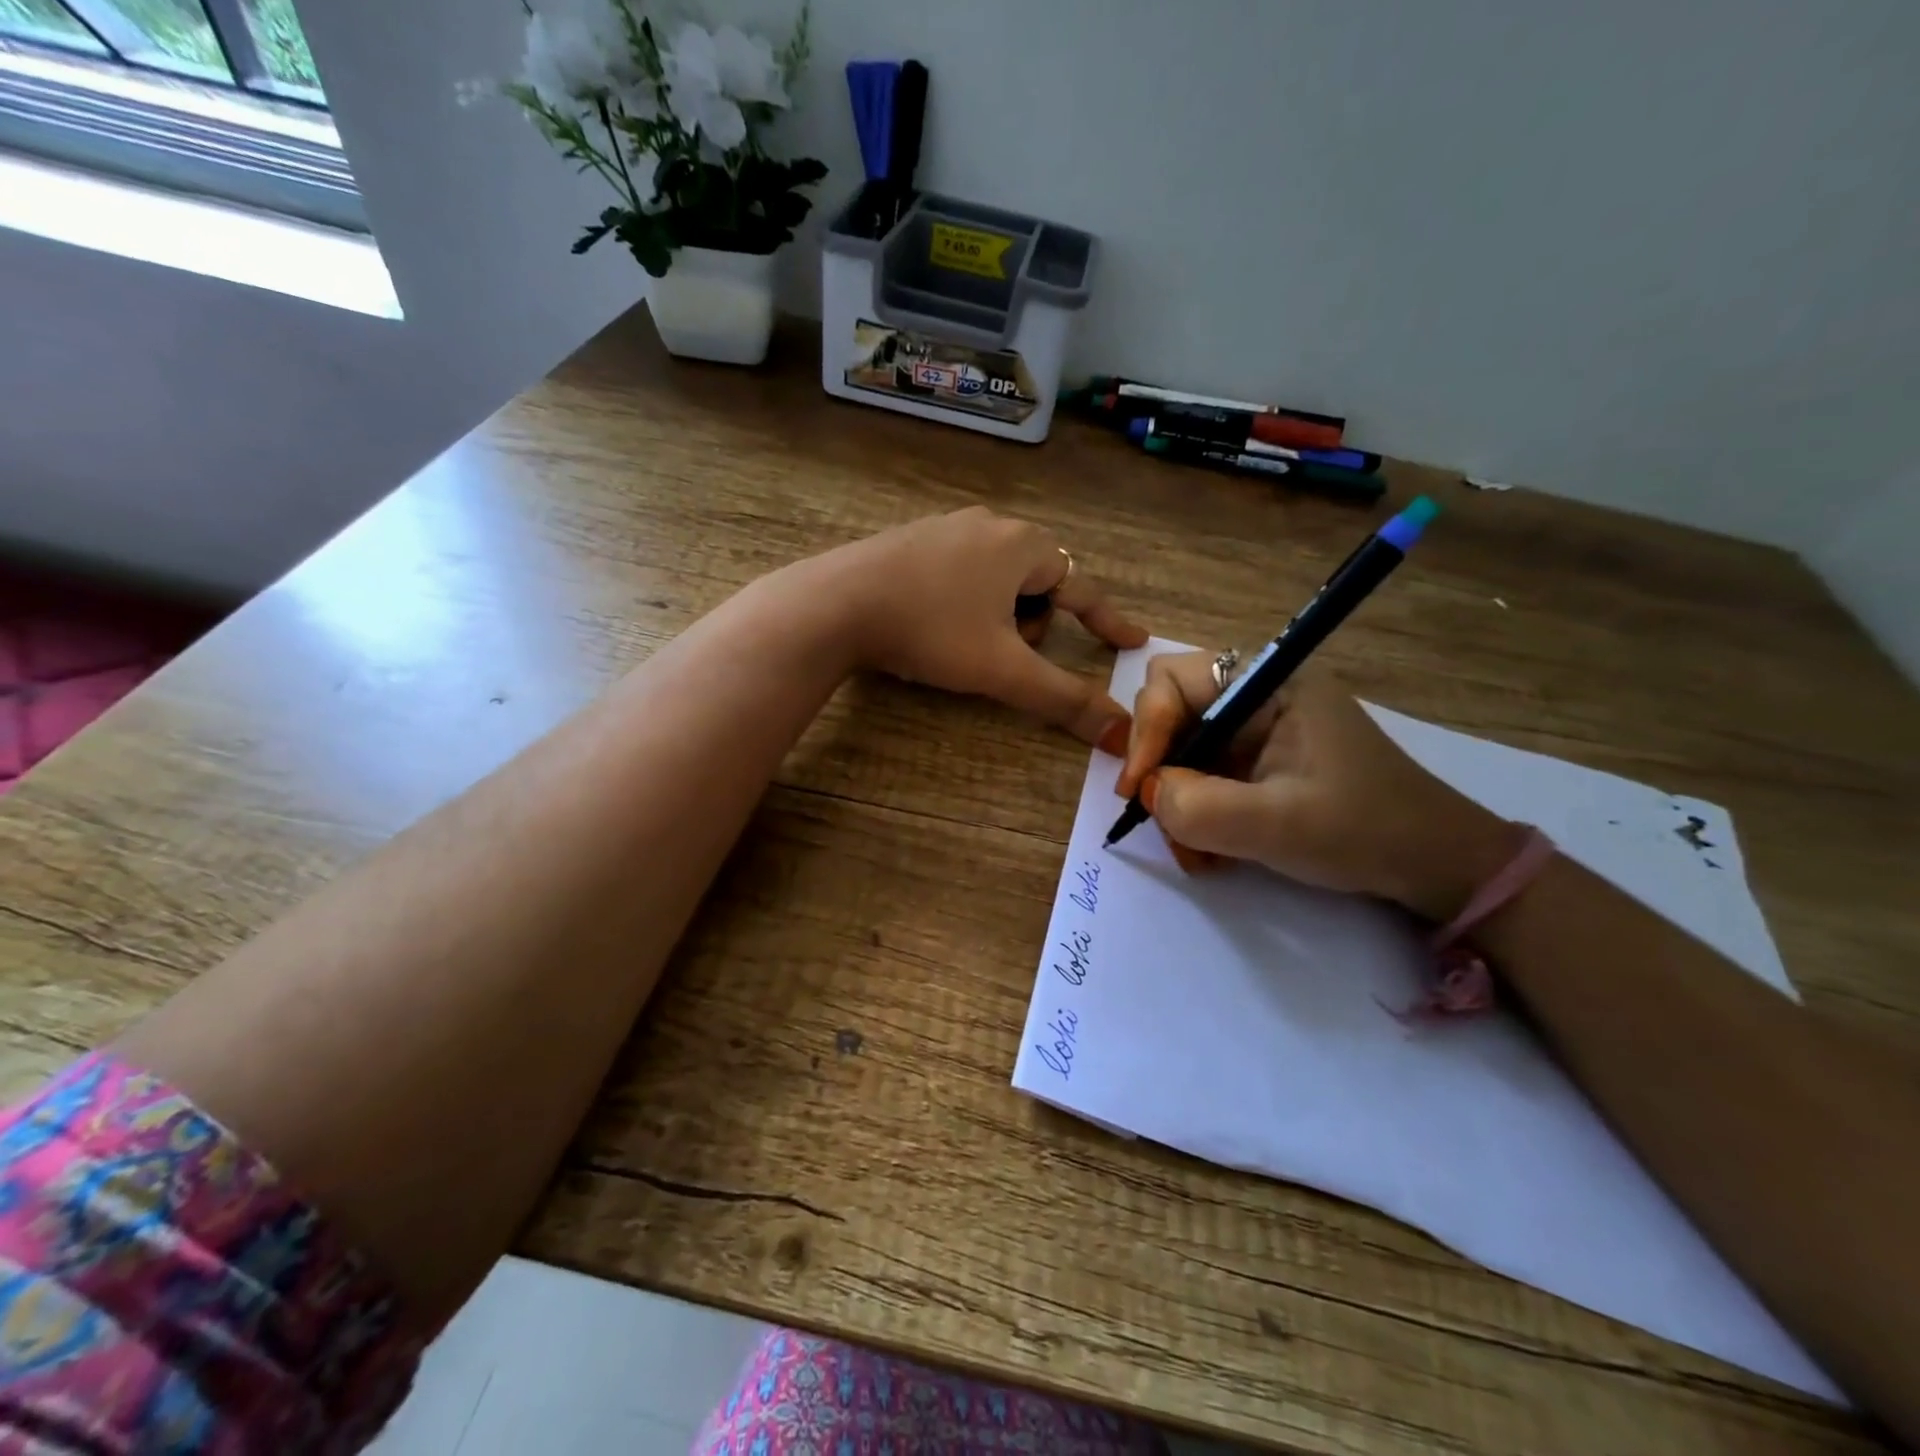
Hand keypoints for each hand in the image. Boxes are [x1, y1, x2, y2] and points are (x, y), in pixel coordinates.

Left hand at [809, 508, 1149, 745]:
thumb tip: (1121, 734)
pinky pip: (960, 572)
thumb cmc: (930, 630)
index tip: (1133, 641)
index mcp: (1022, 546)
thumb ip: (1063, 700)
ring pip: (998, 578)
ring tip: (962, 642)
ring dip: (998, 615)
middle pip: (1038, 583)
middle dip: (1032, 624)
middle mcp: (989, 524)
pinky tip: (933, 622)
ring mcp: (945, 527)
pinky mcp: (911, 539)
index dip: (1109, 620)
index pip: (1082, 588)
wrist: (836, 604)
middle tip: (1003, 654)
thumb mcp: (1002, 670)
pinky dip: (964, 601)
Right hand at [1116, 652, 1524, 920]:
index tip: (1139, 789)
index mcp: (1269, 685)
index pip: (1172, 680)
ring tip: (1194, 852)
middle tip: (1159, 817)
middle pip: (1170, 713)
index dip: (1146, 730)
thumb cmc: (1366, 831)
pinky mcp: (1257, 763)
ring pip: (1180, 751)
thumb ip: (1200, 807)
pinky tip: (1211, 851)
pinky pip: (1201, 776)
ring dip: (1174, 800)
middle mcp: (1256, 697)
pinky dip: (1194, 813)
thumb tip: (1149, 793)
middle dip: (1158, 767)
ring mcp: (1256, 732)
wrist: (1435, 865)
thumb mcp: (1279, 824)